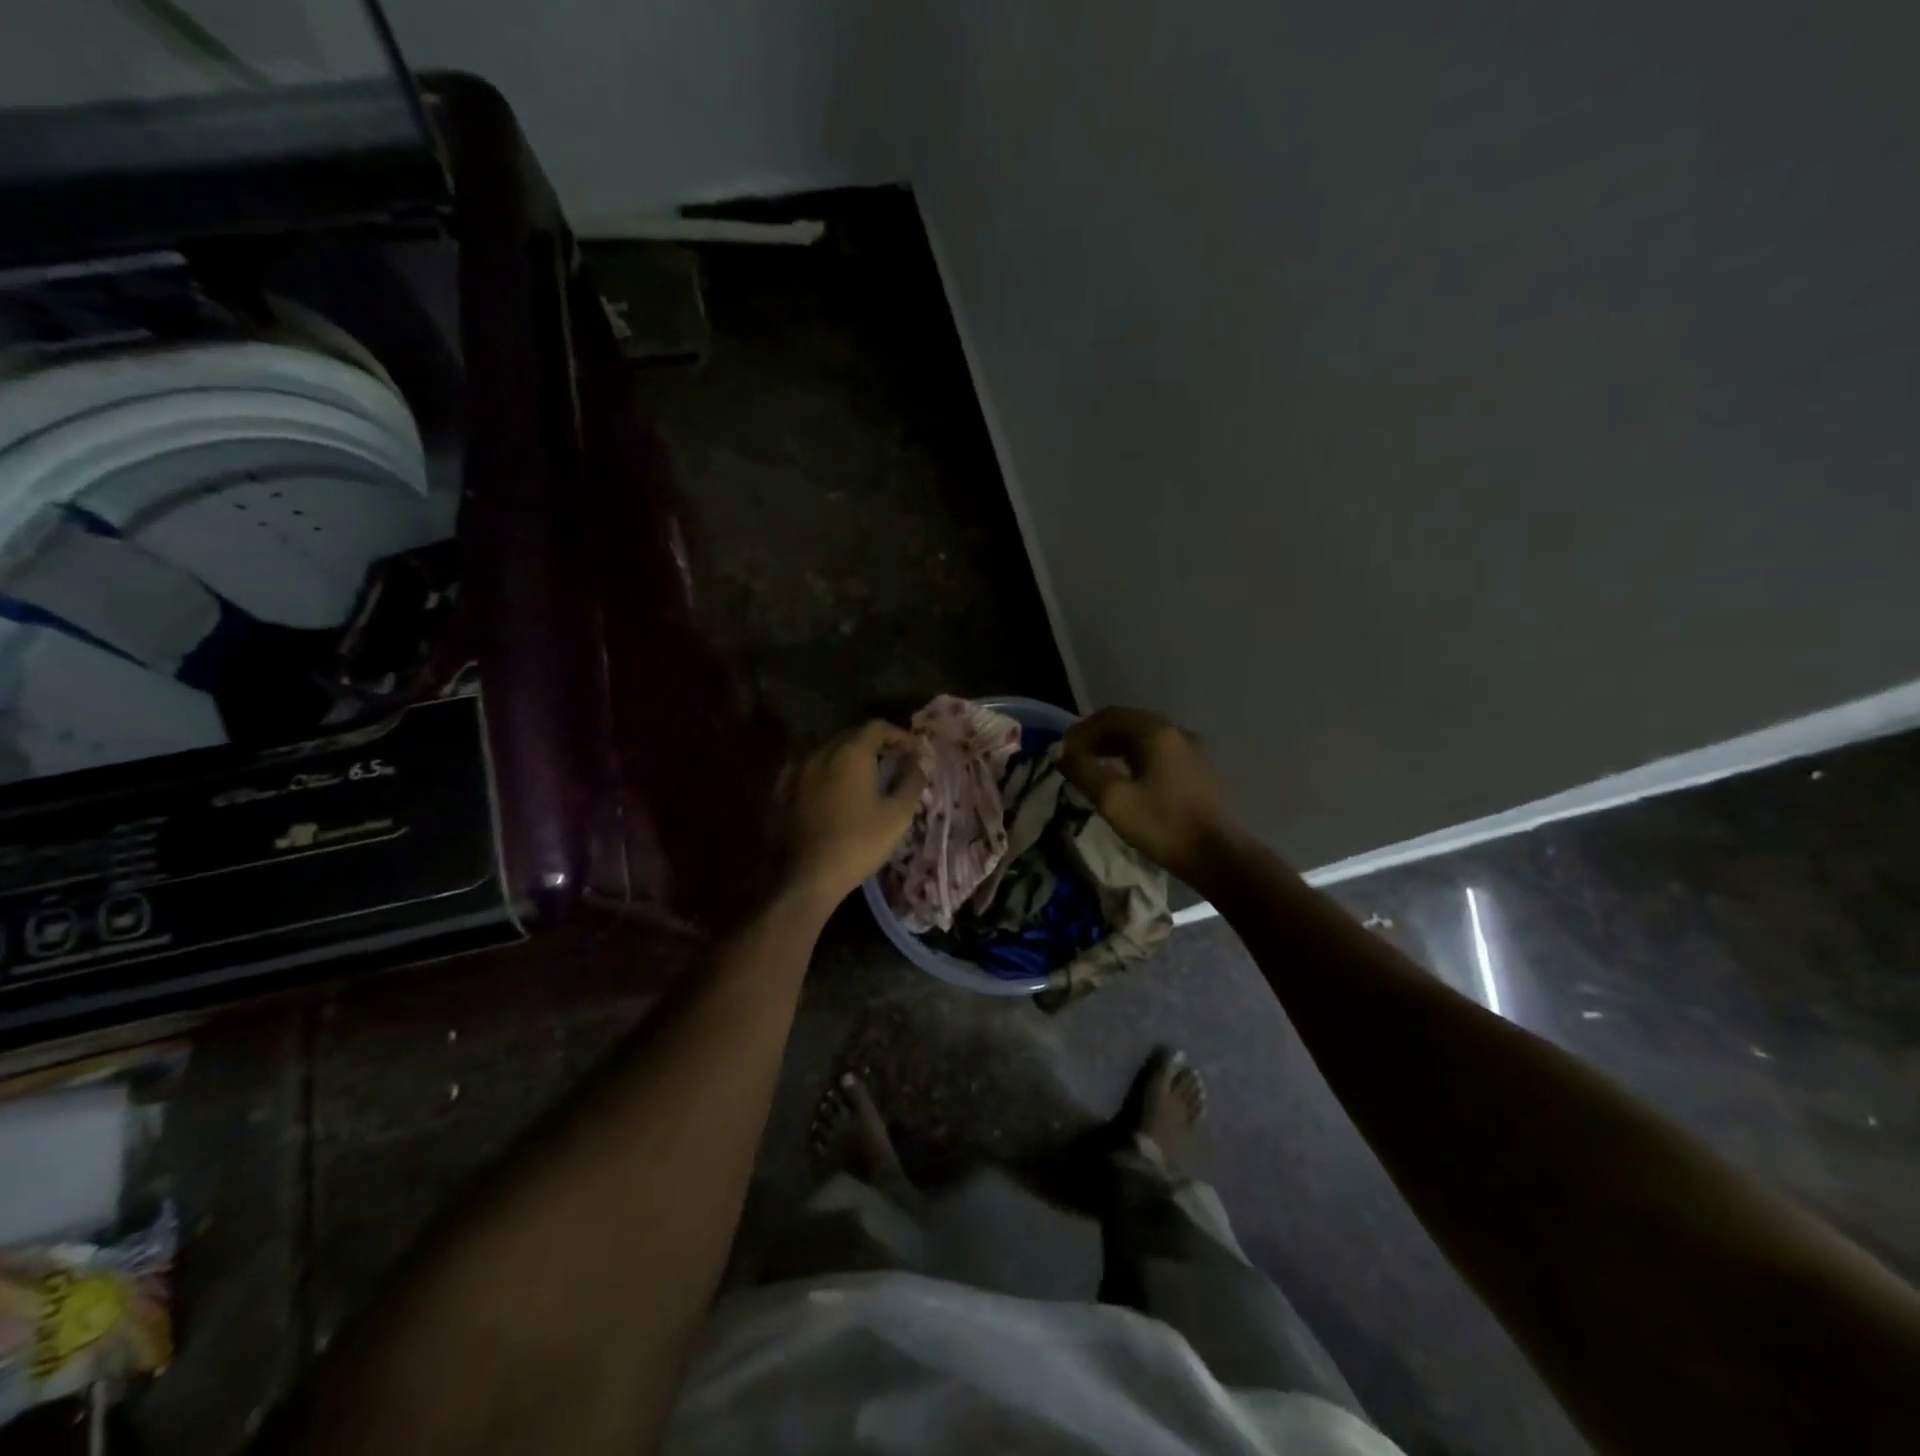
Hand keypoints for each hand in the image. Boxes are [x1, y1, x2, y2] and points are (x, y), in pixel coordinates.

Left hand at [777, 721, 926, 905]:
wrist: (810, 876)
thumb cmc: (860, 842)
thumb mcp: (898, 813)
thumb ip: (911, 780)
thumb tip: (919, 761)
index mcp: (850, 753)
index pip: (877, 727)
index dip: (899, 735)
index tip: (915, 751)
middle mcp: (821, 753)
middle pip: (852, 736)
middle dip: (877, 744)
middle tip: (896, 761)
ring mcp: (799, 771)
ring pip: (830, 752)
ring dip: (852, 758)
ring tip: (869, 777)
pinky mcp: (785, 791)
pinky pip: (812, 770)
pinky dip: (829, 773)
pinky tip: (836, 789)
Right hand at [1060, 706, 1243, 887]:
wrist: (1219, 856)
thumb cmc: (1163, 825)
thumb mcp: (1113, 799)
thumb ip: (1082, 770)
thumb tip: (1060, 751)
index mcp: (1156, 732)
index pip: (1110, 716)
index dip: (1081, 731)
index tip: (1063, 752)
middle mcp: (1176, 733)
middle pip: (1129, 723)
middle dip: (1098, 737)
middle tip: (1075, 758)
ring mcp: (1191, 751)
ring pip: (1145, 738)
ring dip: (1116, 747)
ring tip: (1095, 768)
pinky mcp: (1198, 771)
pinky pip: (1159, 753)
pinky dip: (1135, 758)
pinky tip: (1126, 780)